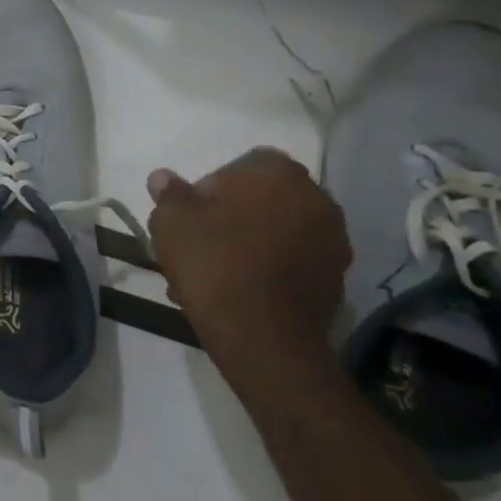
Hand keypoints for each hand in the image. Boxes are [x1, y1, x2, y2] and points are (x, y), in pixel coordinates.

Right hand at [146, 147, 349, 373]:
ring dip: (251, 244)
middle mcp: (316, 197)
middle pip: (261, 200)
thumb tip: (164, 178)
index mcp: (278, 172)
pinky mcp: (337, 279)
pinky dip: (270, 270)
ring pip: (277, 233)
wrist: (262, 335)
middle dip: (232, 218)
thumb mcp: (171, 220)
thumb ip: (169, 193)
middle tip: (200, 245)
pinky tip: (240, 292)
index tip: (190, 217)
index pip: (239, 166)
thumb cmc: (213, 262)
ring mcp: (333, 240)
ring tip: (216, 275)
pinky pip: (293, 263)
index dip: (209, 189)